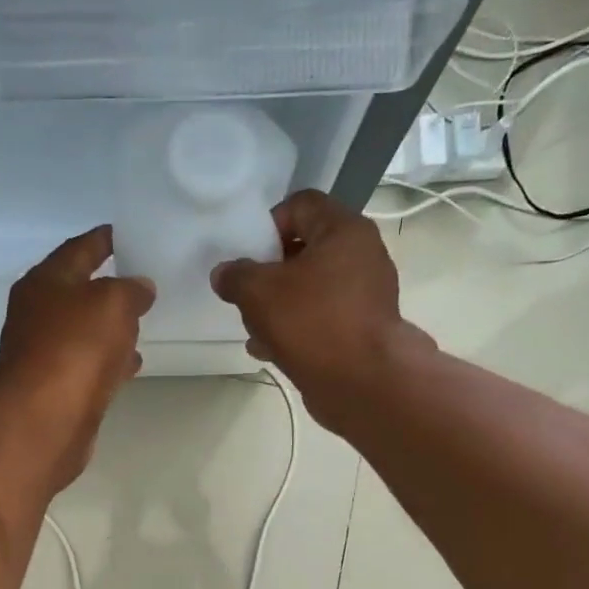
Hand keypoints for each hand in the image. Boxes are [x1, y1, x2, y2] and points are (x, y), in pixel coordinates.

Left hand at [0, 227, 155, 490]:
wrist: (45, 422)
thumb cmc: (76, 349)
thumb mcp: (113, 303)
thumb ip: (131, 289)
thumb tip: (139, 288)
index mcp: (44, 281)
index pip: (79, 248)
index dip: (105, 239)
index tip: (129, 234)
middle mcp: (37, 313)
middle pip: (78, 290)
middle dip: (109, 286)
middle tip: (143, 280)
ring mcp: (42, 352)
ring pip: (83, 330)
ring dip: (110, 326)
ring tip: (143, 322)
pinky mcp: (54, 387)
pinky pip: (87, 363)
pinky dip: (108, 359)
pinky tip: (131, 363)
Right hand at [210, 190, 409, 421]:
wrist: (362, 383)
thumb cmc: (312, 322)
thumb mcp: (258, 292)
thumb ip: (235, 276)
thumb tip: (224, 273)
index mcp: (344, 230)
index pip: (300, 204)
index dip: (268, 224)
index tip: (248, 255)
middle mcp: (361, 255)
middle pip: (304, 249)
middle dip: (269, 272)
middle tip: (247, 294)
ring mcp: (365, 295)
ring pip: (309, 288)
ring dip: (278, 306)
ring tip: (255, 329)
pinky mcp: (361, 329)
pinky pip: (320, 318)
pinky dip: (296, 329)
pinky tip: (270, 350)